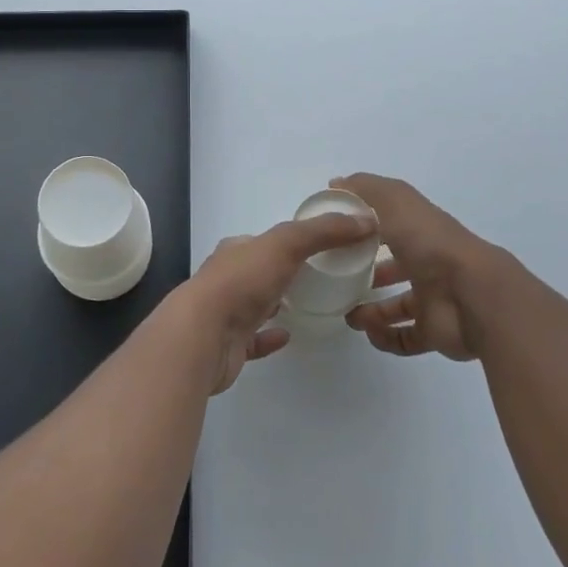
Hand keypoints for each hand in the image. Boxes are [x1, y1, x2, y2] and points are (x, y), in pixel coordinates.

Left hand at [171, 210, 377, 393]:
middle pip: (261, 271)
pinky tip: (289, 336)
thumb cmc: (242, 282)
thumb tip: (364, 221)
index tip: (322, 245)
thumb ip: (323, 232)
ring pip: (257, 304)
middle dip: (285, 271)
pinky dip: (271, 337)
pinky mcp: (229, 346)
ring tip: (310, 304)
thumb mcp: (286, 244)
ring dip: (278, 302)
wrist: (203, 335)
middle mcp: (228, 278)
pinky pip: (254, 339)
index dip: (291, 240)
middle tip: (321, 277)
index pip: (266, 240)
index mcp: (237, 250)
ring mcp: (226, 313)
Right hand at [339, 173, 494, 360]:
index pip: (391, 226)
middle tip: (339, 280)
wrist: (472, 295)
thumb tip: (336, 184)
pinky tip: (369, 332)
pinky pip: (405, 338)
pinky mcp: (434, 331)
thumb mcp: (396, 204)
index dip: (366, 228)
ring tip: (349, 314)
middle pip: (396, 267)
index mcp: (420, 231)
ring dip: (372, 311)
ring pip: (398, 305)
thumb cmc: (431, 244)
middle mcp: (428, 263)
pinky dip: (385, 337)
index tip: (338, 235)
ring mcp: (433, 299)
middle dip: (369, 273)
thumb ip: (366, 191)